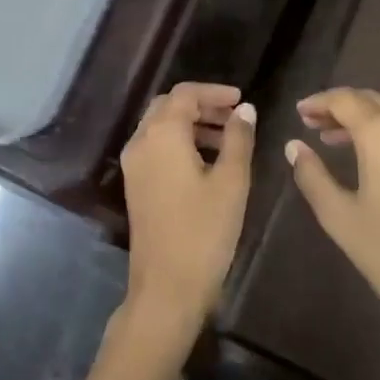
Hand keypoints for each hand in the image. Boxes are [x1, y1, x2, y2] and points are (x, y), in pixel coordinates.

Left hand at [119, 82, 256, 335]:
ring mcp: (134, 165)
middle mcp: (141, 142)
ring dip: (192, 124)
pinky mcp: (135, 185)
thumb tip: (245, 110)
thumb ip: (239, 139)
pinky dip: (180, 142)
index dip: (215, 92)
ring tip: (228, 139)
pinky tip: (207, 161)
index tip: (242, 100)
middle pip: (169, 106)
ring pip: (161, 127)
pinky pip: (156, 147)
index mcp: (162, 134)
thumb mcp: (231, 182)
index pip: (185, 94)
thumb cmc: (204, 231)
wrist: (166, 287)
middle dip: (202, 105)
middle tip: (235, 117)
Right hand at [285, 88, 379, 363]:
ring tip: (339, 142)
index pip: (344, 100)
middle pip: (372, 102)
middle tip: (314, 124)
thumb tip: (294, 147)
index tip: (300, 113)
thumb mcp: (339, 216)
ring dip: (367, 122)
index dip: (319, 103)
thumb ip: (312, 174)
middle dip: (341, 109)